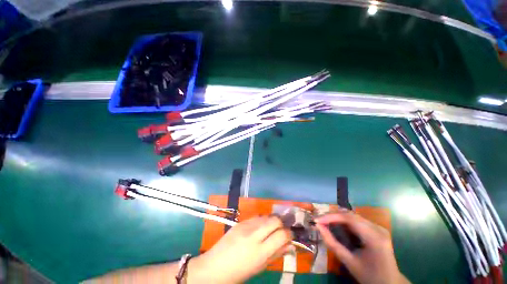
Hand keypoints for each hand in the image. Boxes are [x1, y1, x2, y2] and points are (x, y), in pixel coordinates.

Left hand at [189, 216, 292, 283]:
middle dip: (281, 223)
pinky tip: (258, 228)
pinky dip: (261, 221)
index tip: (289, 236)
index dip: (289, 234)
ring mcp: (246, 225)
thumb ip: (276, 254)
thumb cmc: (239, 272)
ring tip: (269, 229)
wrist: (214, 266)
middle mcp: (254, 235)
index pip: (281, 235)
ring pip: (266, 216)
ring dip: (271, 221)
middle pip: (275, 220)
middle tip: (281, 230)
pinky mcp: (240, 221)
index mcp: (260, 251)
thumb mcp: (260, 267)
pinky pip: (256, 217)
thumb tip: (289, 245)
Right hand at [315, 212, 408, 283]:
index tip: (317, 220)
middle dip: (332, 216)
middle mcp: (377, 228)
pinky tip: (337, 225)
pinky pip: (356, 220)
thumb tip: (318, 227)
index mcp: (374, 237)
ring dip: (337, 217)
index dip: (330, 216)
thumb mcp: (349, 262)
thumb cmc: (370, 276)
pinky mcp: (376, 229)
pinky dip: (344, 221)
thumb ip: (332, 243)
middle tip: (319, 220)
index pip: (349, 218)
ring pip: (352, 215)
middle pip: (350, 214)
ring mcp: (378, 227)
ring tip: (325, 222)